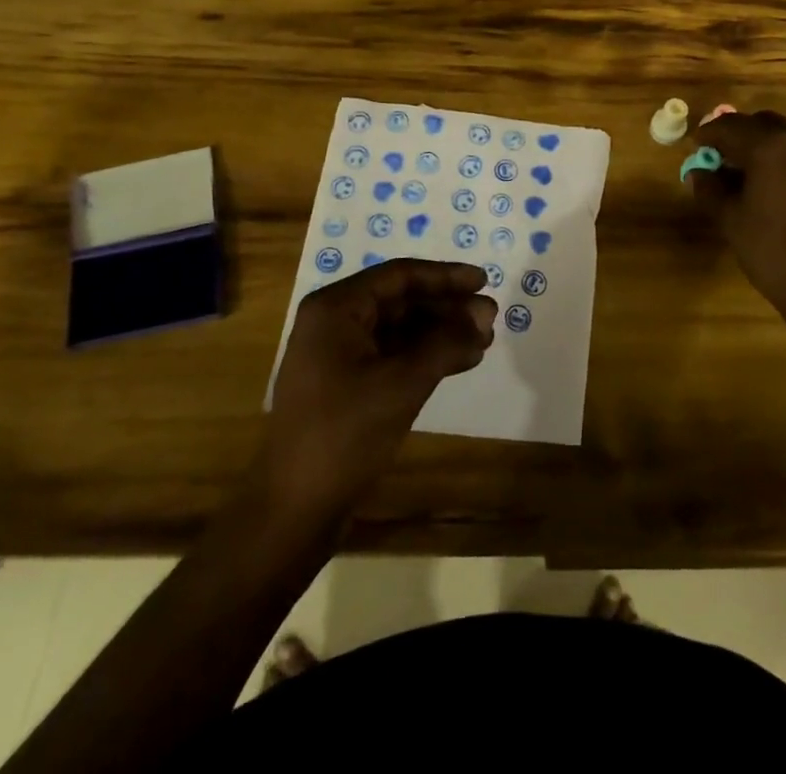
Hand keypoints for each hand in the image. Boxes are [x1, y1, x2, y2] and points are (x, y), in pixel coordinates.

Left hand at [263, 259, 495, 516]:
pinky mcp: (345, 384)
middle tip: (490, 316)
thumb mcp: (402, 383)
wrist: (295, 510)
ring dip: (441, 333)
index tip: (483, 281)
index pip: (399, 276)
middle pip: (400, 301)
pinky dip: (425, 356)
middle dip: (447, 308)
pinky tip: (460, 361)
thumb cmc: (345, 434)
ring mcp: (337, 355)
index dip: (445, 276)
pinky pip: (392, 355)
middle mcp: (334, 322)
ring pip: (400, 329)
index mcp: (336, 308)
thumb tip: (484, 314)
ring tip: (484, 340)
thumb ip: (445, 342)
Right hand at [690, 110, 785, 323]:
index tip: (694, 147)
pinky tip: (769, 184)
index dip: (707, 135)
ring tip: (742, 173)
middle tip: (717, 157)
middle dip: (735, 135)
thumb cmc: (772, 250)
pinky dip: (780, 157)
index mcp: (769, 146)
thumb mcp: (730, 219)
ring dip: (759, 144)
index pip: (729, 126)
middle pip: (759, 123)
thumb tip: (698, 171)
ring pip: (782, 135)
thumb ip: (709, 187)